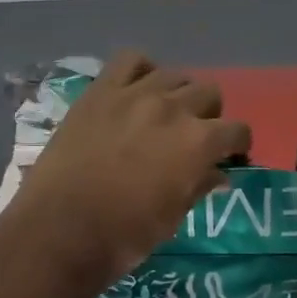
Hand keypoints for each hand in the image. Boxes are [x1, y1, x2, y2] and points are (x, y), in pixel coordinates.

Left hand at [12, 51, 250, 287]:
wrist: (59, 230)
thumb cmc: (123, 236)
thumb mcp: (172, 219)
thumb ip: (198, 187)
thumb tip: (217, 174)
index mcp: (198, 143)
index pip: (237, 130)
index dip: (237, 145)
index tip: (229, 155)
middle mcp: (173, 109)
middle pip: (209, 94)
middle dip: (209, 116)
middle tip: (194, 137)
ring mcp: (134, 94)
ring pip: (174, 75)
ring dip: (178, 94)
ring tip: (165, 114)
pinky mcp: (100, 91)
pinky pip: (130, 61)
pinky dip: (141, 71)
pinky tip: (137, 91)